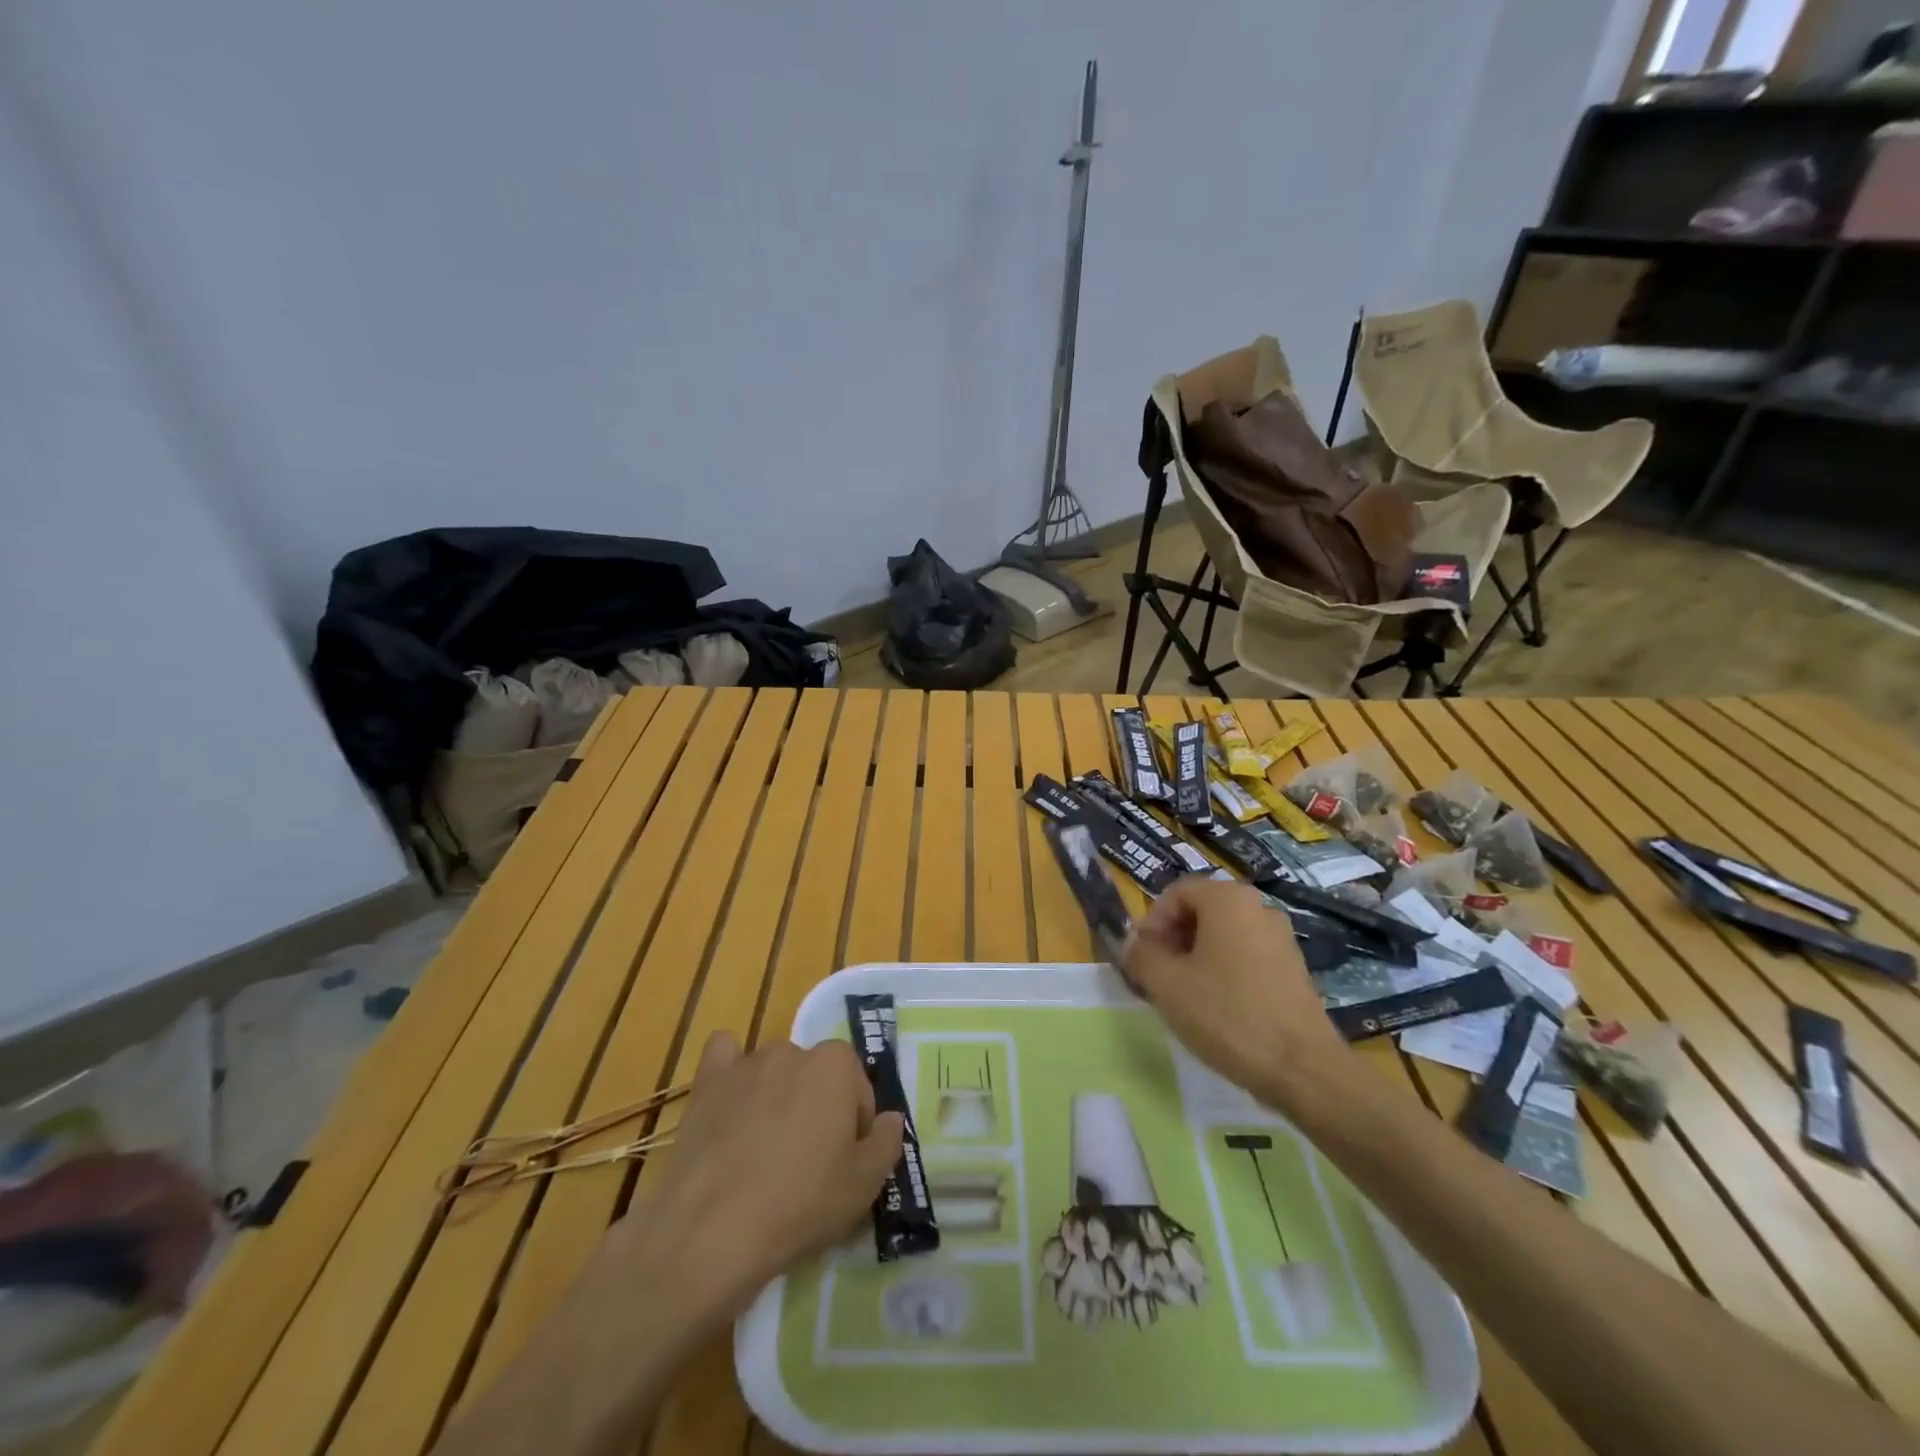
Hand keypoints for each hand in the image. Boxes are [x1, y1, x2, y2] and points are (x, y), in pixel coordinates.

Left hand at [611, 1033, 904, 1319]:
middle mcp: (794, 1050)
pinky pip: (724, 1055)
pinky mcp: (708, 1081)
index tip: (844, 1163)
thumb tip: (890, 1118)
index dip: (855, 1126)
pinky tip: (730, 1100)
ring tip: (764, 1148)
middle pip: (816, 1076)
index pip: (858, 1088)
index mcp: (836, 1065)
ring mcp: (748, 1062)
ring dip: (777, 1096)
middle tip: (807, 1161)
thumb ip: (886, 1142)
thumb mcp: (864, 1185)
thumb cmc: (800, 1203)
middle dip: (817, 1108)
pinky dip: (731, 1070)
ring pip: (775, 1071)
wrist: (712, 1230)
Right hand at [1125, 877, 1352, 1112]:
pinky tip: (1216, 1006)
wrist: (1302, 1068)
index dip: (1152, 921)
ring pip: (1223, 935)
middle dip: (1173, 938)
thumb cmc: (1227, 1014)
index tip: (1142, 956)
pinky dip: (1223, 969)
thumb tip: (1135, 945)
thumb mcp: (1166, 984)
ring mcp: (1281, 938)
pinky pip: (1246, 955)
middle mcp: (1258, 907)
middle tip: (1158, 975)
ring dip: (1196, 956)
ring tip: (1184, 994)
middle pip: (1201, 911)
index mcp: (1228, 899)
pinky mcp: (1293, 968)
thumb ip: (1141, 955)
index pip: (1176, 893)